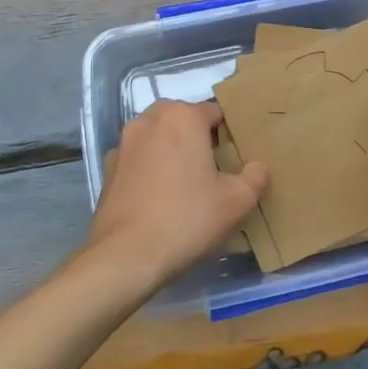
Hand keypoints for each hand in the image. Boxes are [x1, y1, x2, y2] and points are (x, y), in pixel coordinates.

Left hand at [88, 100, 268, 295]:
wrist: (126, 256)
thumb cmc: (187, 219)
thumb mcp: (235, 202)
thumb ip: (255, 178)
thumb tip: (259, 167)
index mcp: (183, 117)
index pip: (214, 112)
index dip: (228, 133)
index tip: (235, 157)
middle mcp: (150, 120)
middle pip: (182, 120)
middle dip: (197, 138)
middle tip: (212, 169)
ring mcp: (124, 143)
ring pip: (157, 137)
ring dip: (171, 150)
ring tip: (185, 183)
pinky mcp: (108, 168)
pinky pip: (138, 158)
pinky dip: (149, 168)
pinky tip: (158, 197)